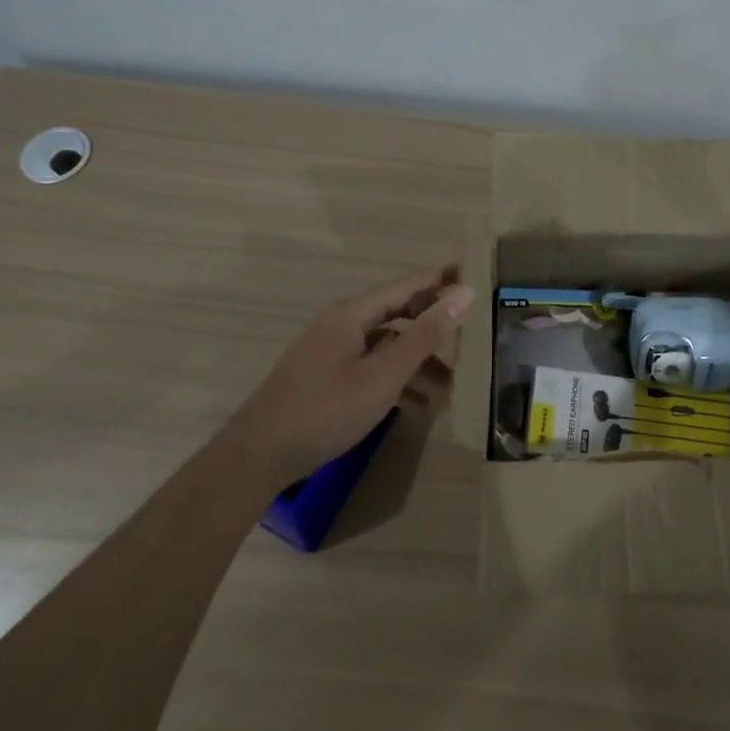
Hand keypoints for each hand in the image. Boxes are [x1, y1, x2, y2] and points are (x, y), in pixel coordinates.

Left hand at [244, 265, 474, 481]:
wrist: (259, 456)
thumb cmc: (327, 409)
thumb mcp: (384, 374)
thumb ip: (425, 334)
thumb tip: (464, 293)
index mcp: (352, 314)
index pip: (405, 286)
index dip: (438, 280)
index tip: (470, 274)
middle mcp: (340, 325)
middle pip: (395, 313)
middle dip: (431, 322)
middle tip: (468, 328)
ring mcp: (329, 352)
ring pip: (385, 344)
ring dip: (416, 359)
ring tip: (449, 382)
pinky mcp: (324, 378)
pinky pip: (370, 366)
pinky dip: (396, 378)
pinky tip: (416, 404)